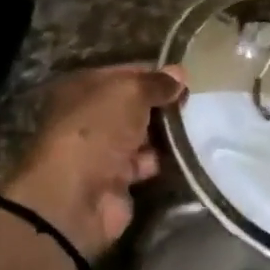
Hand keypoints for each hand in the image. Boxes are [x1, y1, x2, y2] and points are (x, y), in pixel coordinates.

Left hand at [2, 64, 185, 259]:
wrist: (76, 196)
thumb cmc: (97, 130)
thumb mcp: (129, 93)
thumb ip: (156, 83)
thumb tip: (179, 73)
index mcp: (83, 89)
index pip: (124, 74)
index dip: (154, 76)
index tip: (183, 81)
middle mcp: (90, 117)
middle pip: (133, 106)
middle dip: (161, 106)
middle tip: (191, 106)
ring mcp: (101, 150)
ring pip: (140, 135)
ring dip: (163, 135)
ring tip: (193, 130)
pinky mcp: (115, 180)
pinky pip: (144, 163)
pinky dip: (160, 161)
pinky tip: (182, 156)